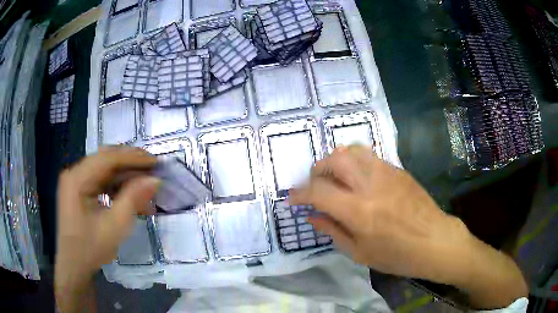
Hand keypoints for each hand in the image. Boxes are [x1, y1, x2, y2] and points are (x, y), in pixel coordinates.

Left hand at [55, 147, 159, 311]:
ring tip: (144, 183)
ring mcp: (75, 181)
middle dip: (130, 163)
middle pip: (105, 159)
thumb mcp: (115, 226)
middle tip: (152, 169)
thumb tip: (154, 180)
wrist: (74, 265)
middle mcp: (75, 173)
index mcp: (77, 178)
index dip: (133, 157)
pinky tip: (130, 194)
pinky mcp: (79, 189)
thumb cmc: (91, 248)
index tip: (155, 162)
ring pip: (104, 169)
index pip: (108, 158)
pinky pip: (100, 180)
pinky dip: (116, 185)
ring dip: (125, 175)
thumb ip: (133, 199)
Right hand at [290, 146, 527, 308]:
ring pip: (352, 150)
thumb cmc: (397, 255)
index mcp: (358, 211)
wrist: (434, 241)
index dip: (300, 194)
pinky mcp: (397, 169)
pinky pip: (369, 156)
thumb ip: (332, 231)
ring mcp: (386, 172)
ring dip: (336, 161)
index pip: (318, 192)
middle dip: (317, 170)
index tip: (292, 199)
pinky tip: (358, 179)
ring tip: (335, 178)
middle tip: (315, 186)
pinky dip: (354, 162)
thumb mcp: (359, 253)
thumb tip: (311, 217)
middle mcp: (370, 184)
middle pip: (334, 160)